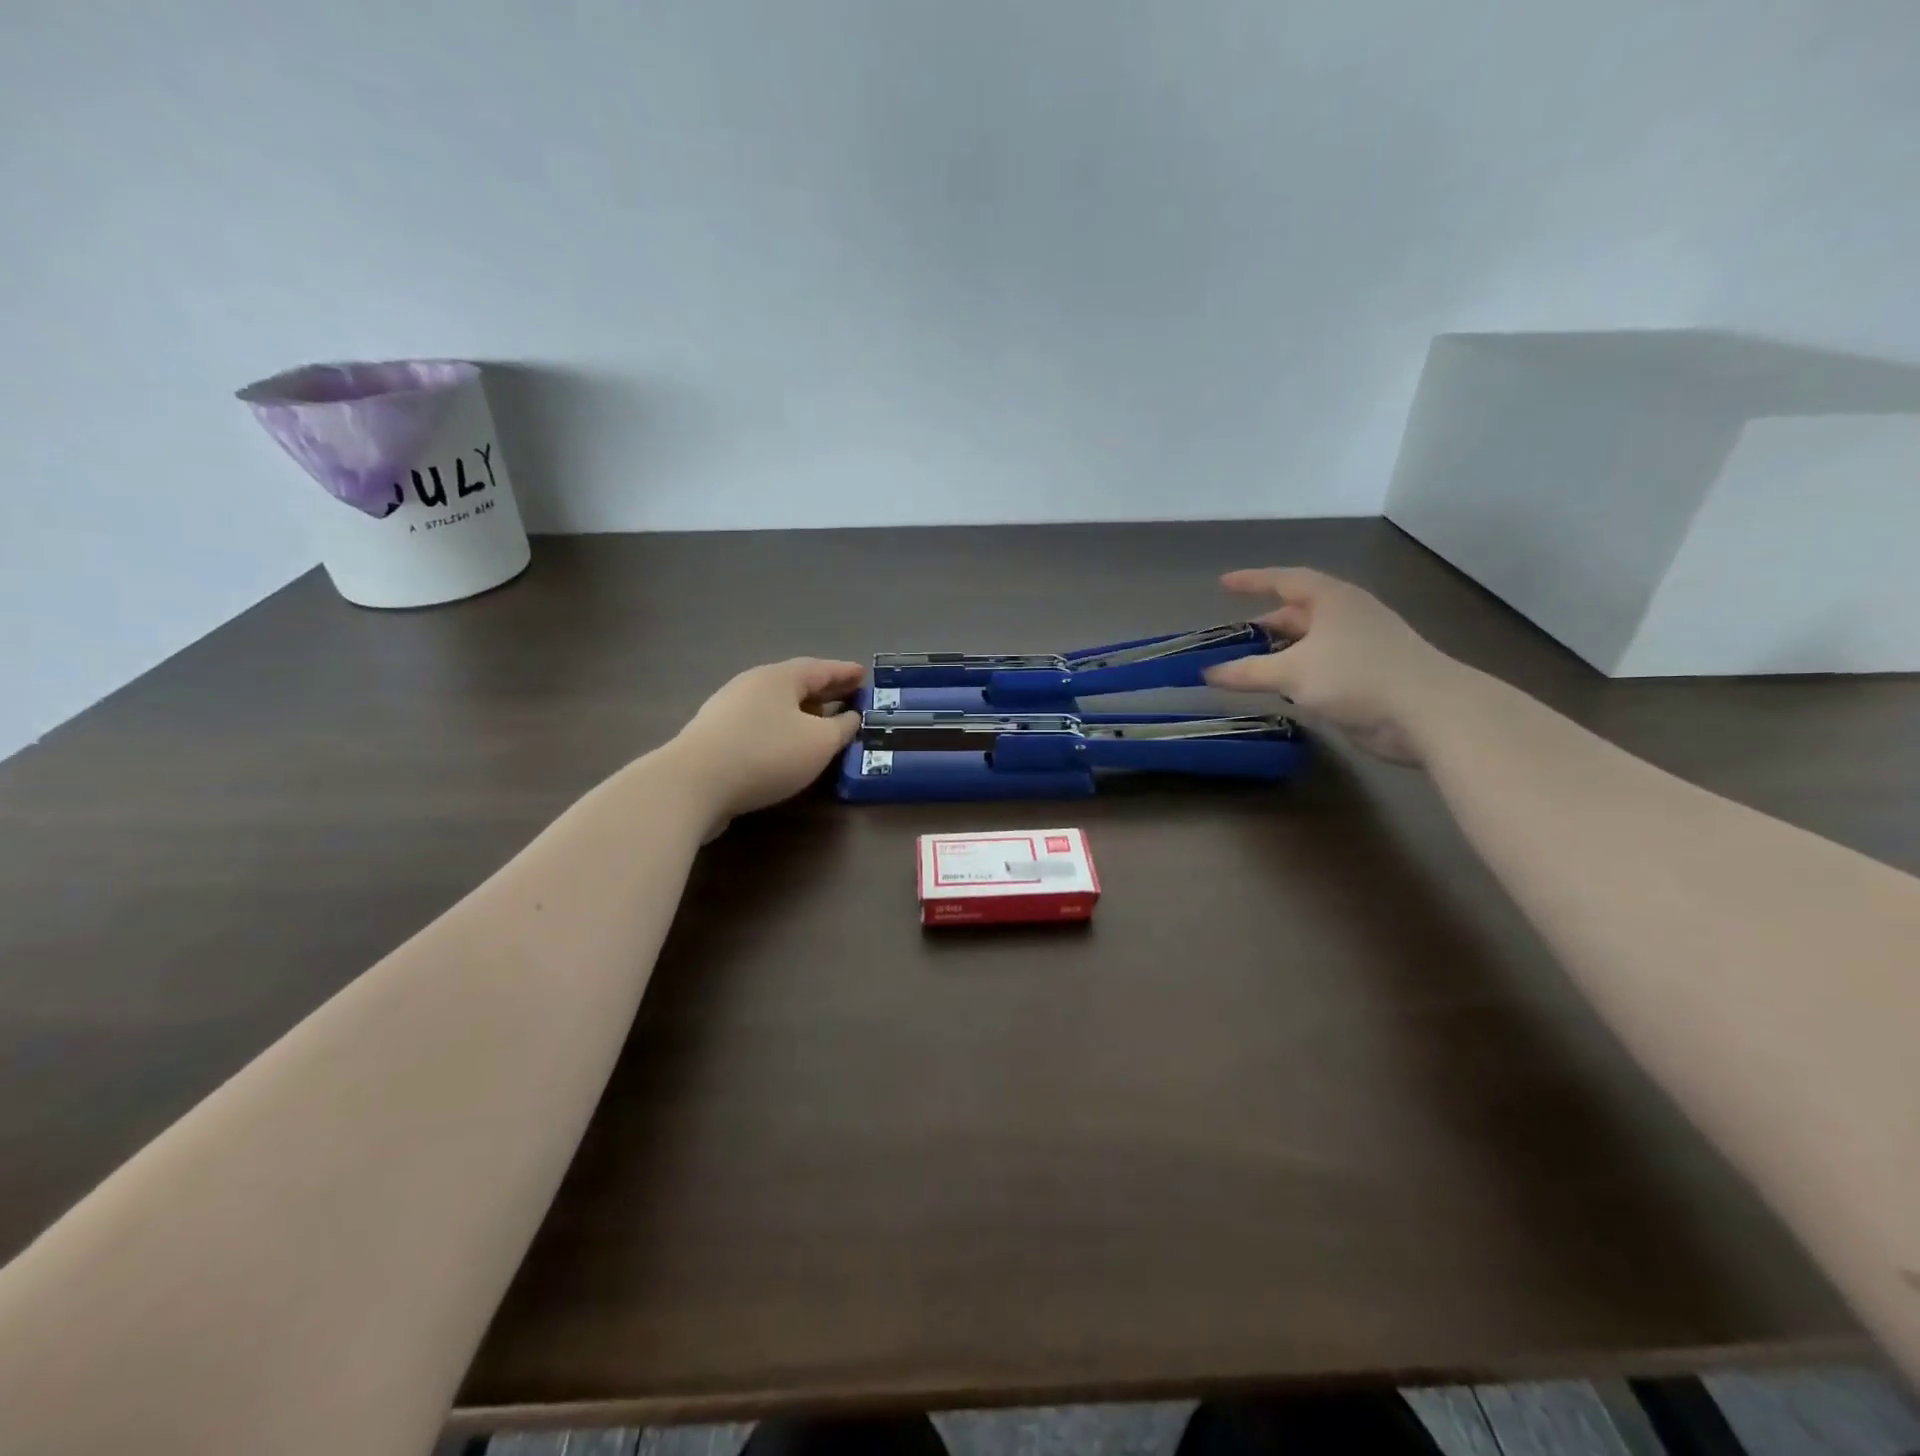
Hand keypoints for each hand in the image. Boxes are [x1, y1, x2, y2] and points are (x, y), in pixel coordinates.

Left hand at [669, 658, 865, 822]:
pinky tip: (788, 746)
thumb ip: (841, 728)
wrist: (693, 784)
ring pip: (776, 705)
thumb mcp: (819, 743)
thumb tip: (851, 717)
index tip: (865, 675)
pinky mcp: (715, 737)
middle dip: (825, 690)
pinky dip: (782, 728)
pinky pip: (760, 724)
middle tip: (849, 696)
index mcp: (779, 677)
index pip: (820, 668)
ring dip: (802, 711)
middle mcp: (752, 685)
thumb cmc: (766, 754)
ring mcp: (728, 709)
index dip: (844, 672)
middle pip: (796, 683)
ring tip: (822, 723)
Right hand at [1204, 568, 1457, 765]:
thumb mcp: (1291, 672)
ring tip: (1248, 666)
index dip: (1252, 581)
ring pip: (1309, 642)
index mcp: (1331, 599)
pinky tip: (1282, 689)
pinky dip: (1297, 673)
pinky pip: (1322, 666)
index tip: (1224, 583)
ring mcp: (1361, 645)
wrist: (1428, 712)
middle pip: (1297, 613)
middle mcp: (1347, 615)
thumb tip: (1208, 673)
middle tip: (1232, 638)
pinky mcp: (1369, 675)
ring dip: (1279, 653)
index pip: (1284, 580)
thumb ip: (1246, 672)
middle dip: (1264, 625)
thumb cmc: (1356, 676)